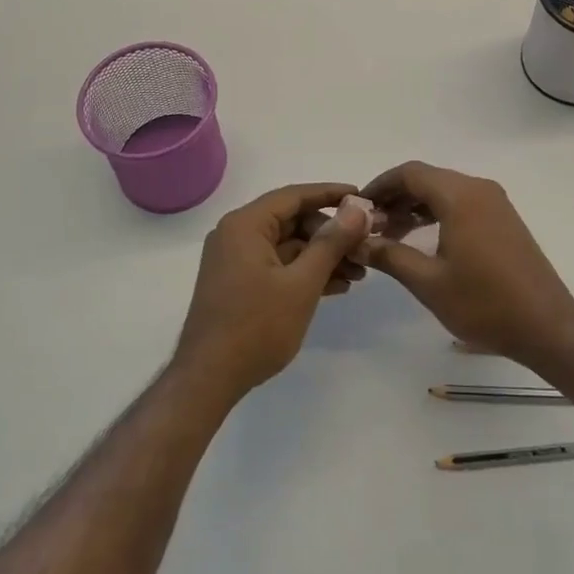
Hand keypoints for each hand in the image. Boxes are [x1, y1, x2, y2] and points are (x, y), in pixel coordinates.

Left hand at [173, 183, 372, 404]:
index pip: (294, 196)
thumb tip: (357, 210)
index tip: (363, 197)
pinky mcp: (239, 283)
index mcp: (245, 225)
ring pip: (288, 246)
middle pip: (292, 221)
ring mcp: (236, 260)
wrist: (209, 379)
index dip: (330, 194)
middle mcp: (237, 234)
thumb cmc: (256, 326)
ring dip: (322, 256)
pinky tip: (336, 287)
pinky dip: (304, 272)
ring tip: (359, 273)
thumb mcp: (301, 283)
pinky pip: (278, 265)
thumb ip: (331, 243)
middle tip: (364, 247)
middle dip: (330, 234)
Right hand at [354, 161, 573, 371]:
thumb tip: (356, 241)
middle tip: (370, 226)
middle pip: (427, 179)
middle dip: (395, 198)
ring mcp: (495, 203)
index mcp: (460, 196)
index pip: (410, 173)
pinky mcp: (503, 219)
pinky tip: (421, 239)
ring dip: (415, 207)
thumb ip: (389, 255)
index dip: (380, 186)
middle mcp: (478, 189)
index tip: (357, 208)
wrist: (547, 326)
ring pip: (445, 191)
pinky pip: (462, 203)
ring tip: (390, 235)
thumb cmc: (484, 303)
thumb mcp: (428, 282)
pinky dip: (437, 213)